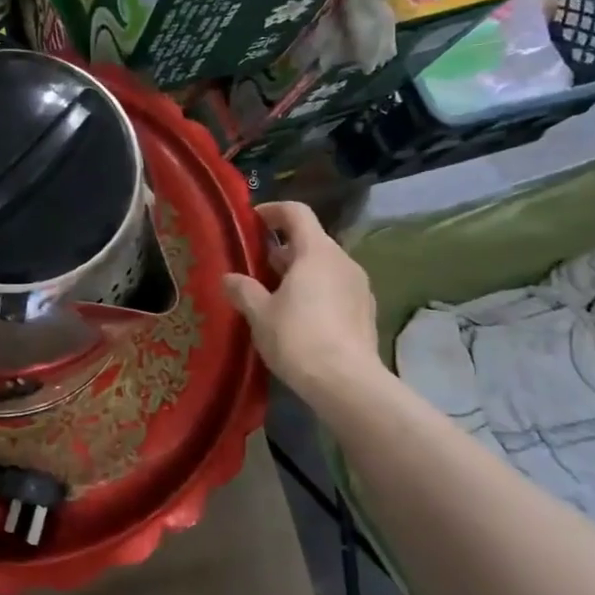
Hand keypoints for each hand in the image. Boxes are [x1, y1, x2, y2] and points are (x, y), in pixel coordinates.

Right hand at [224, 201, 383, 397]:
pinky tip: (299, 317)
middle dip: (282, 249)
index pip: (296, 213)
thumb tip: (229, 277)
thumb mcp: (259, 313)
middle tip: (255, 266)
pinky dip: (316, 291)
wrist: (347, 383)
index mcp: (316, 252)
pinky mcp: (366, 311)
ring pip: (324, 266)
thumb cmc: (298, 338)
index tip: (252, 221)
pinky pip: (336, 288)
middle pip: (311, 240)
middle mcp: (342, 261)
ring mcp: (359, 286)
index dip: (272, 211)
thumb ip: (243, 289)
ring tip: (274, 295)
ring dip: (299, 272)